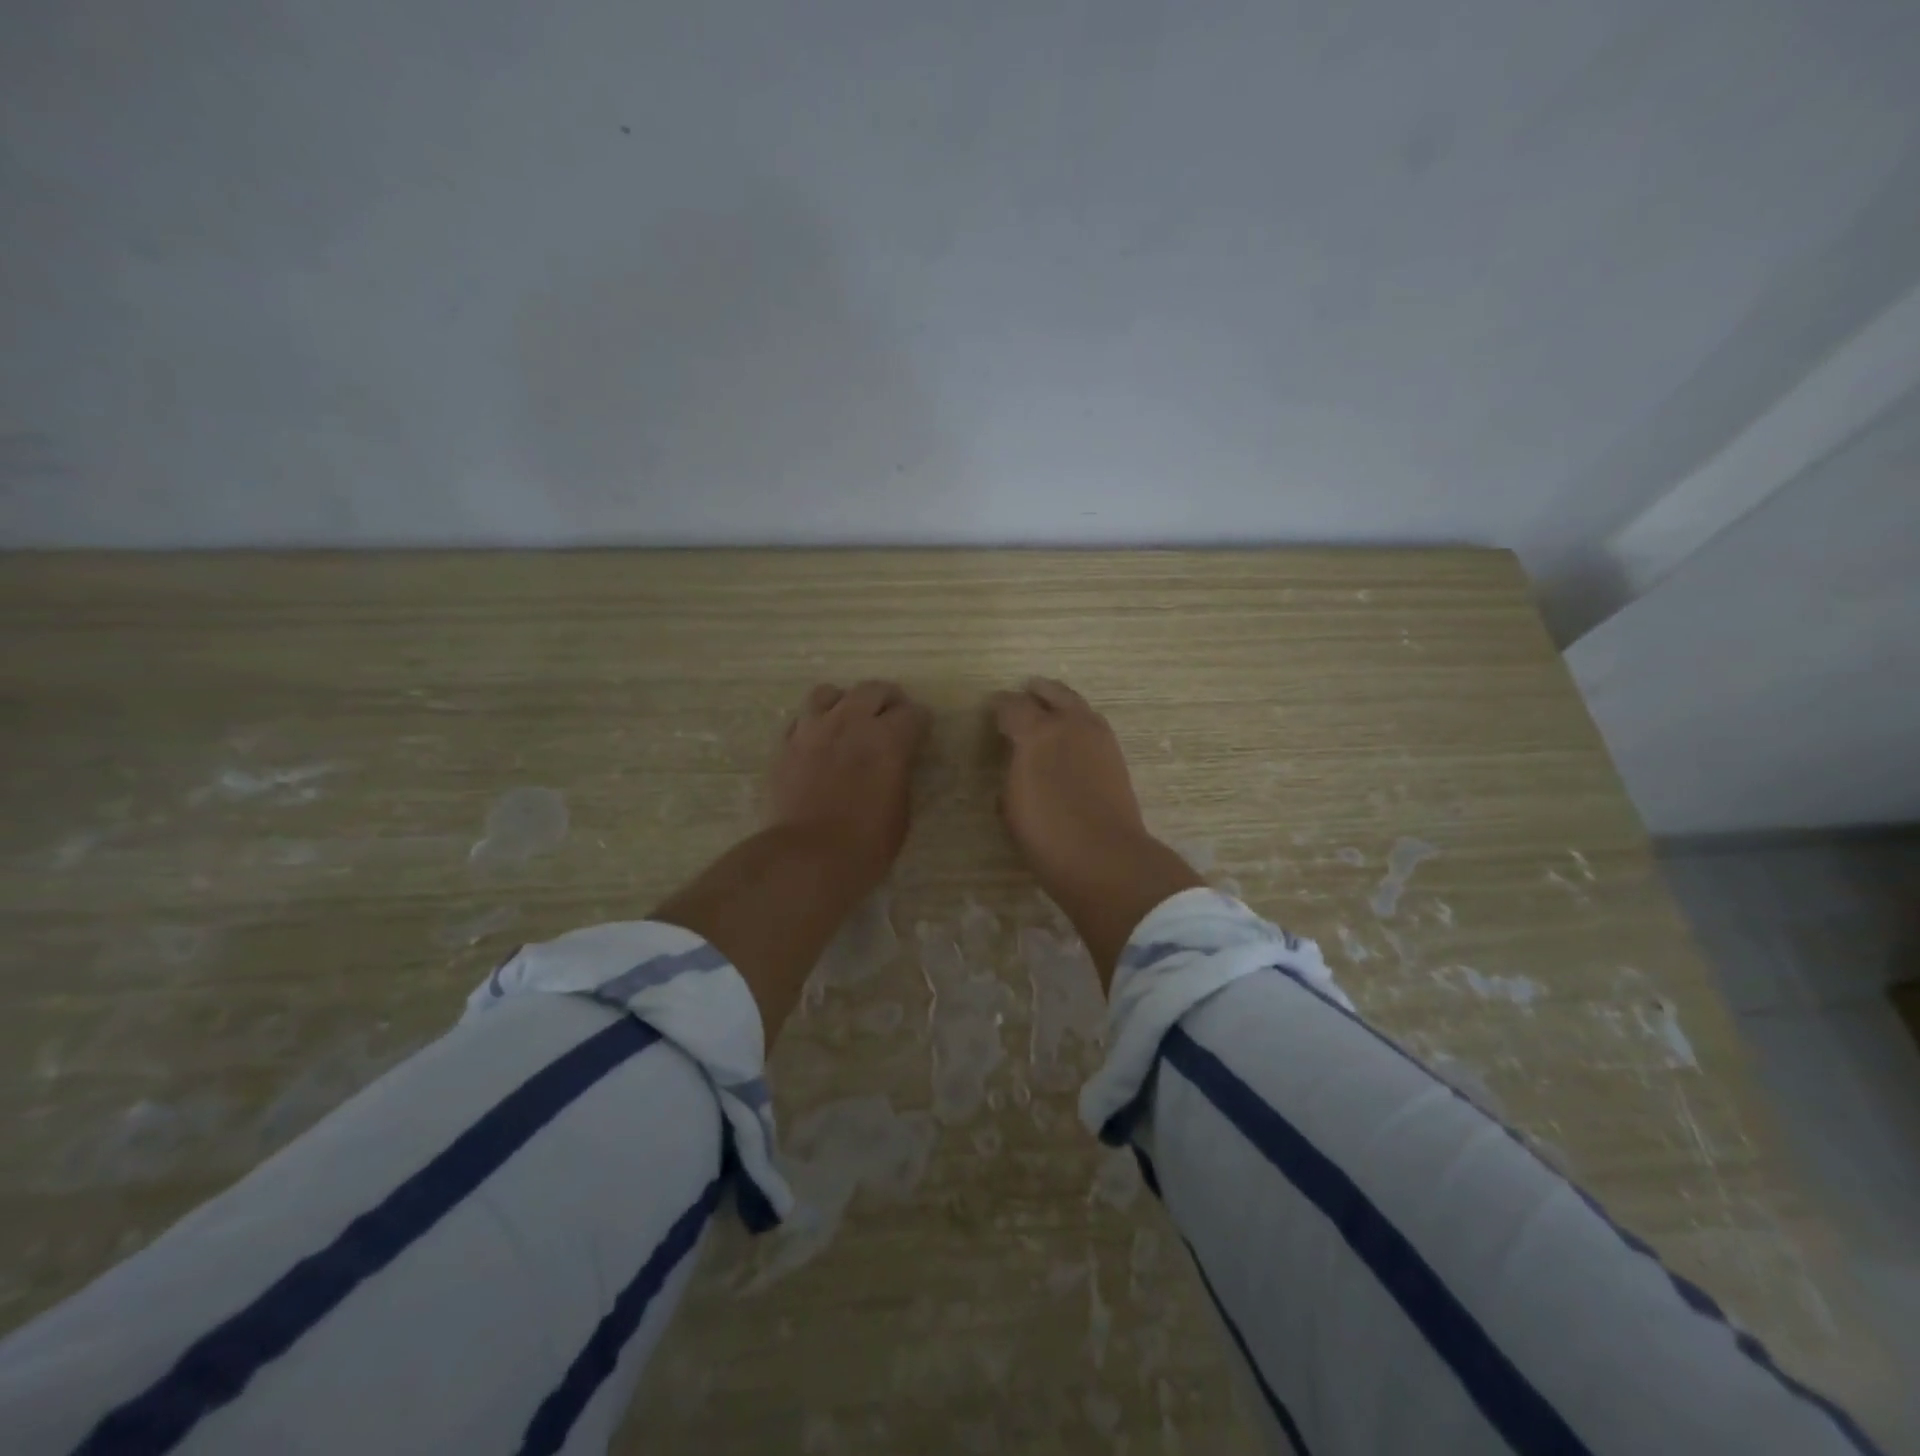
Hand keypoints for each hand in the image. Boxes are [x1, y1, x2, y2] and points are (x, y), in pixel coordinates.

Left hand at [770, 680, 931, 891]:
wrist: (807, 858)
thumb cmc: (866, 845)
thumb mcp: (900, 812)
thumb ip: (899, 774)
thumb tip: (896, 762)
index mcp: (889, 739)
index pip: (914, 713)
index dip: (921, 723)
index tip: (922, 733)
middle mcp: (852, 723)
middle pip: (874, 690)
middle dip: (889, 701)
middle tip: (892, 717)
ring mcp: (814, 729)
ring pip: (830, 693)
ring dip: (846, 702)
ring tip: (849, 720)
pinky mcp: (786, 744)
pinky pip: (802, 718)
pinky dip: (815, 722)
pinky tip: (819, 740)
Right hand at [990, 678, 1201, 985]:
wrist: (1105, 857)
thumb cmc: (1047, 836)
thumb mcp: (1011, 805)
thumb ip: (1012, 772)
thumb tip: (1018, 762)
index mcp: (1037, 732)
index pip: (1012, 705)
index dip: (999, 706)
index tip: (992, 710)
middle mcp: (1070, 724)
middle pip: (1052, 692)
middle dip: (1035, 692)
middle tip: (1024, 695)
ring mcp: (1099, 737)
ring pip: (1078, 705)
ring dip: (1061, 703)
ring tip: (1049, 712)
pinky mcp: (1116, 755)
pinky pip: (1092, 725)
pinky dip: (1078, 722)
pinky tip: (1071, 737)